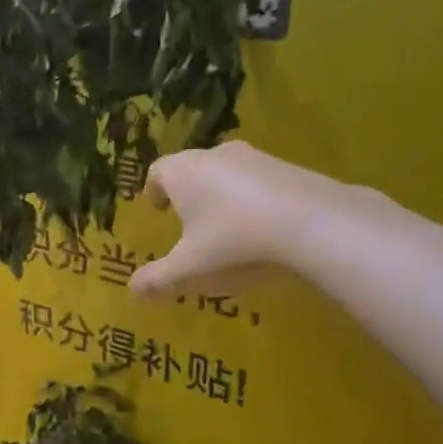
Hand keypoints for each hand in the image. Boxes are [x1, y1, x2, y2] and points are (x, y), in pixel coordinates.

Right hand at [130, 141, 357, 297]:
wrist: (310, 222)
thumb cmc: (233, 240)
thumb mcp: (190, 267)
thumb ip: (158, 278)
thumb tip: (132, 288)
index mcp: (182, 172)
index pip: (157, 172)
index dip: (154, 190)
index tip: (157, 208)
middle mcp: (214, 155)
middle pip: (191, 168)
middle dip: (187, 192)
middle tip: (188, 220)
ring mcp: (253, 157)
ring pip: (226, 172)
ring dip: (221, 194)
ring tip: (226, 226)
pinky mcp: (286, 166)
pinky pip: (257, 180)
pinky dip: (252, 198)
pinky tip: (262, 226)